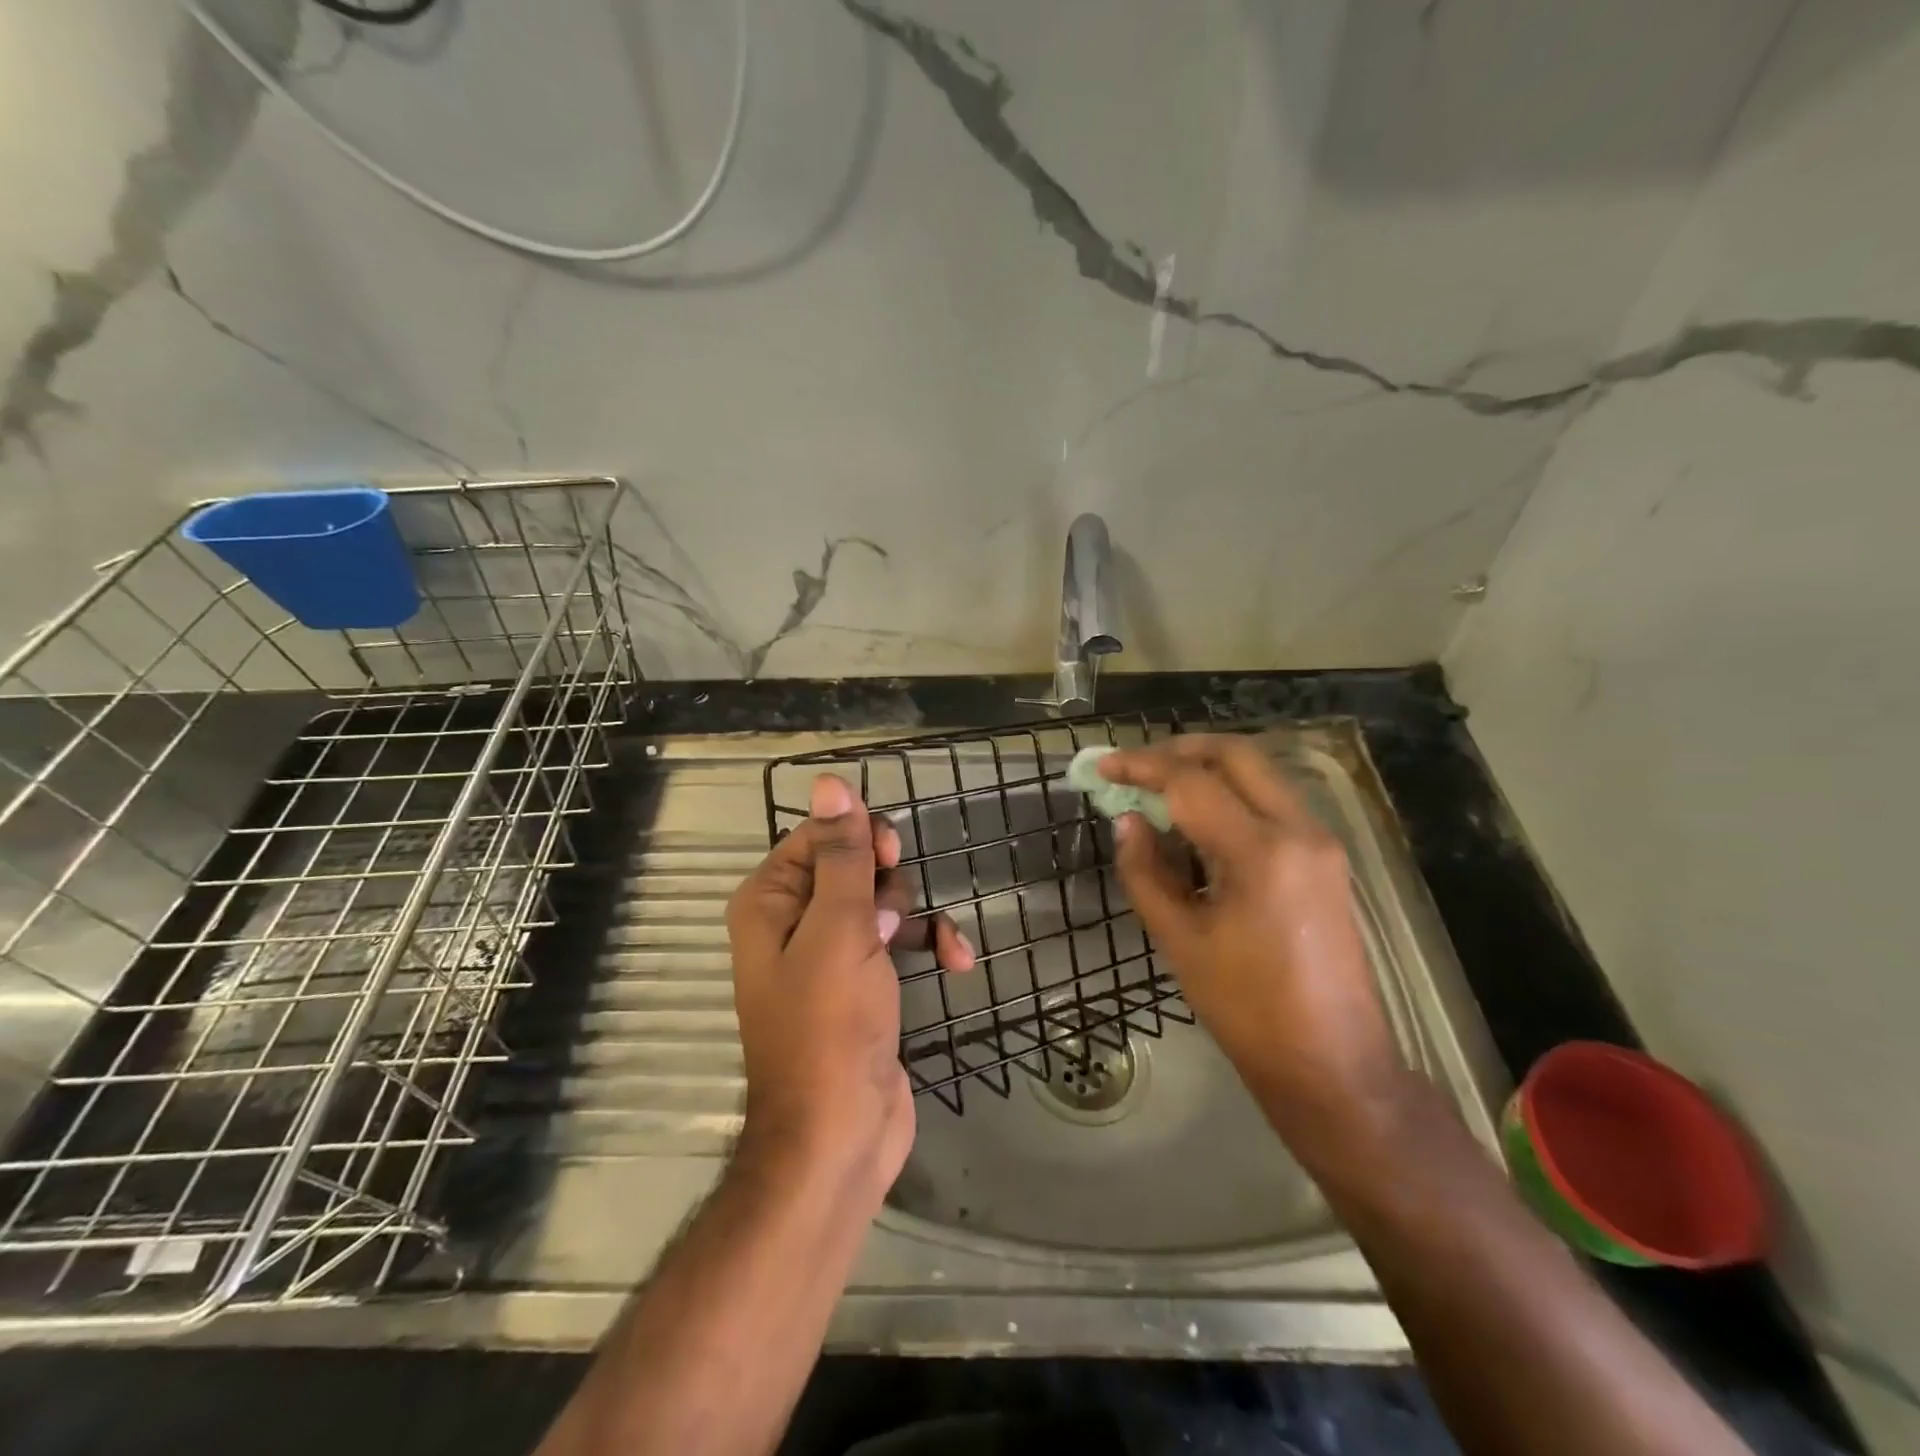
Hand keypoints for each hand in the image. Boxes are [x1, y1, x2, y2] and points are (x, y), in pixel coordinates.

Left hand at [726, 774, 972, 1202]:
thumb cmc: (831, 1024)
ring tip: (932, 945)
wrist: (840, 1135)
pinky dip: (928, 944)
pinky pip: (897, 941)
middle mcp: (793, 922)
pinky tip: (958, 961)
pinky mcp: (863, 984)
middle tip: (890, 913)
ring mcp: (830, 955)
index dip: (857, 836)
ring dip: (914, 915)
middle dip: (885, 882)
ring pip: (881, 900)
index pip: (817, 836)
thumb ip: (841, 854)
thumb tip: (829, 782)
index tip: (890, 855)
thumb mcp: (839, 928)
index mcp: (770, 901)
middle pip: (851, 864)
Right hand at [1100, 736, 1408, 1155]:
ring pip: (1259, 773)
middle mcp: (1299, 831)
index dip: (1141, 766)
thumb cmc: (1246, 1009)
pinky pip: (1272, 802)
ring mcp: (1321, 842)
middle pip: (1237, 755)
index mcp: (1260, 853)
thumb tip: (1129, 821)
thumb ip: (1145, 871)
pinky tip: (1199, 823)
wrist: (1332, 1063)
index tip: (1103, 766)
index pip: (1191, 782)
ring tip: (1159, 792)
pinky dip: (1231, 795)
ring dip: (1207, 770)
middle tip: (1135, 767)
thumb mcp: (1179, 940)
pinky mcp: (1326, 858)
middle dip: (1179, 750)